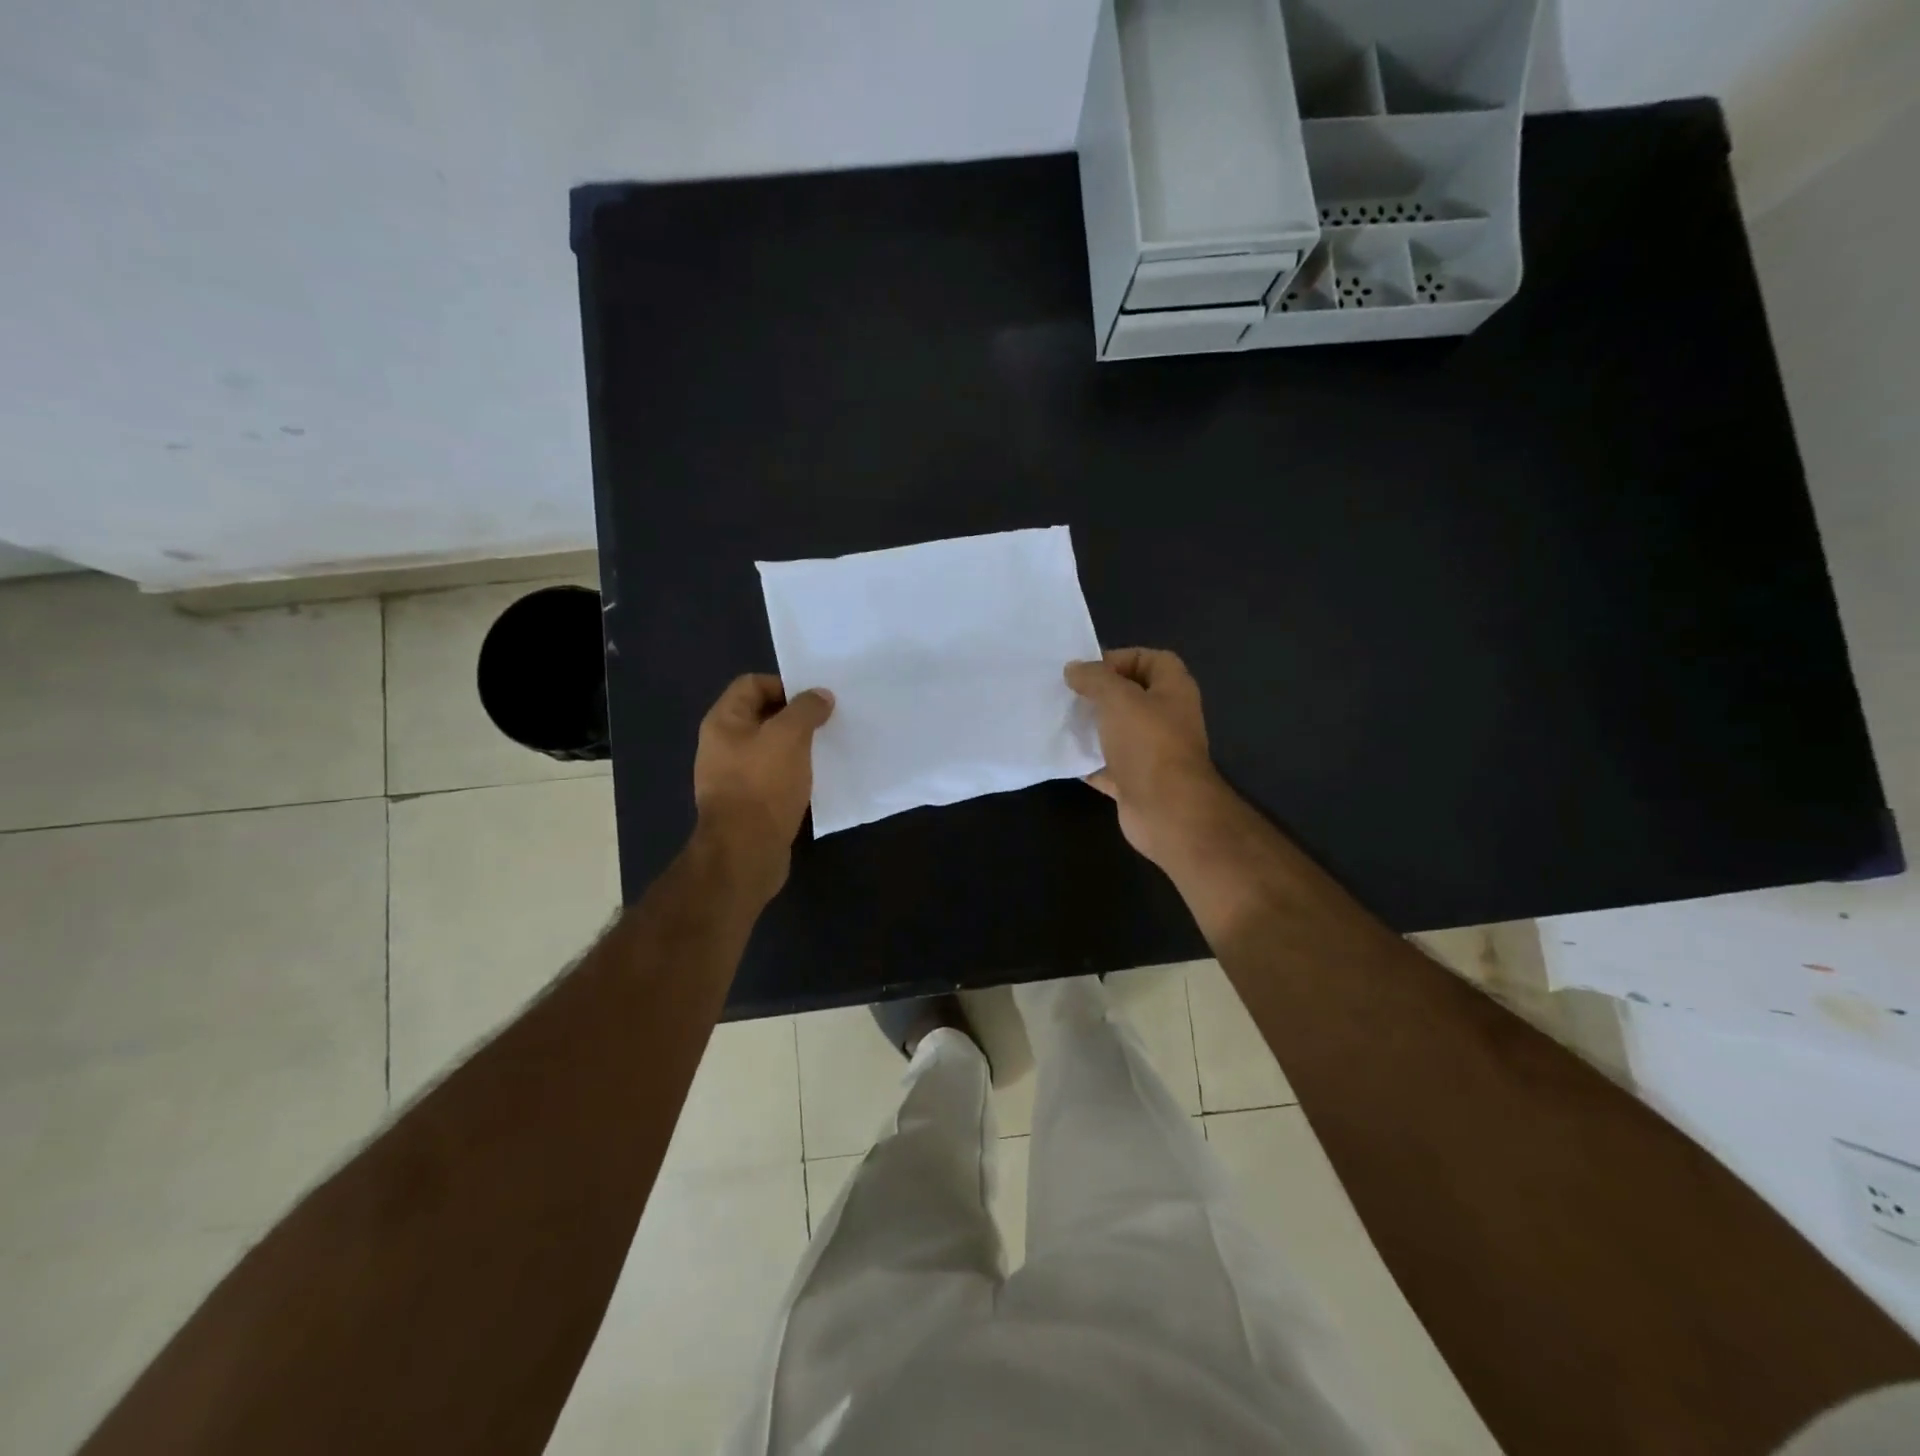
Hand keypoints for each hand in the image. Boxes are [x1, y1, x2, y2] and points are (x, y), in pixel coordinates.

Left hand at [692, 674, 833, 893]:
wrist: (746, 852)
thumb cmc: (763, 785)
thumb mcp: (789, 737)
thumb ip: (806, 710)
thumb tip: (820, 695)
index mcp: (723, 722)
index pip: (752, 684)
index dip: (784, 685)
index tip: (815, 700)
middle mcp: (722, 745)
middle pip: (762, 715)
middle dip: (795, 716)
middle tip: (827, 722)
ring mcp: (733, 776)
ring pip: (770, 747)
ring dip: (797, 746)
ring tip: (826, 748)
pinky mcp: (748, 802)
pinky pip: (774, 776)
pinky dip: (794, 772)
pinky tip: (815, 778)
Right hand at [1065, 648, 1229, 869]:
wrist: (1166, 810)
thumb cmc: (1148, 743)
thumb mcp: (1118, 698)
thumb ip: (1094, 678)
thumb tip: (1074, 669)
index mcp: (1173, 690)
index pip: (1150, 659)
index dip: (1120, 659)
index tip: (1087, 671)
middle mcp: (1167, 718)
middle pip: (1131, 696)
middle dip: (1100, 694)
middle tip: (1067, 694)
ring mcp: (1152, 753)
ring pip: (1117, 732)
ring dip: (1092, 727)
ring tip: (1061, 721)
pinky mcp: (1136, 782)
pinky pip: (1107, 766)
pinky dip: (1089, 762)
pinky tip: (1064, 756)